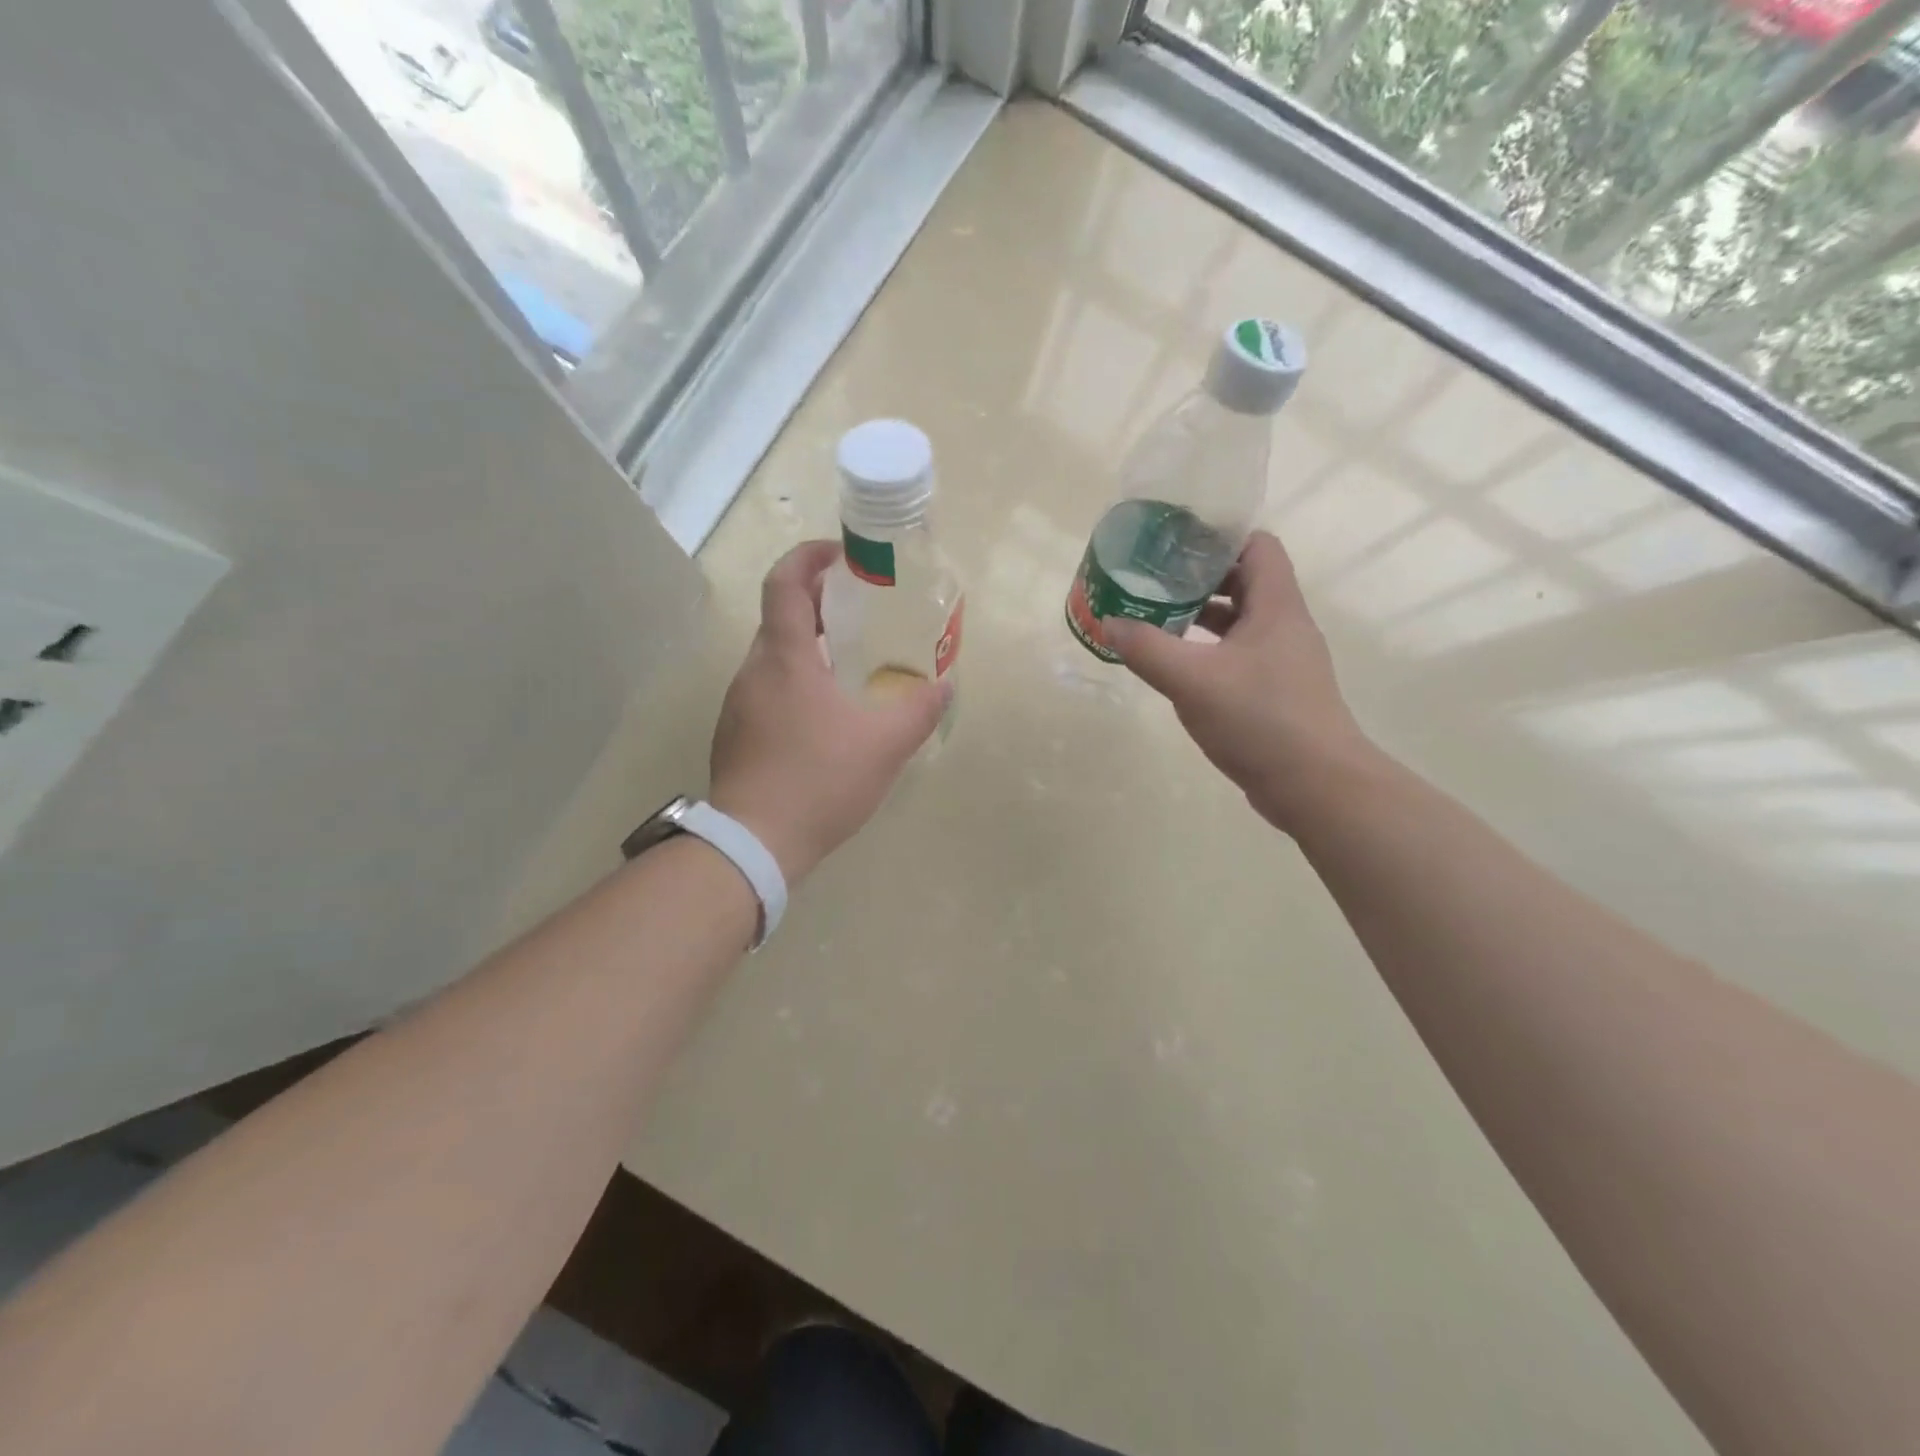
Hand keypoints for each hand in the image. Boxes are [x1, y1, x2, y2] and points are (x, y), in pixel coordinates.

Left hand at [709, 540, 949, 882]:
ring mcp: (738, 705)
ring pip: (774, 659)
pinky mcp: (735, 735)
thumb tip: (943, 685)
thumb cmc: (819, 780)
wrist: (754, 843)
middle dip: (818, 605)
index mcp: (785, 658)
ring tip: (850, 668)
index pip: (786, 582)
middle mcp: (753, 671)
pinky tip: (824, 719)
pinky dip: (796, 685)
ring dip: (809, 650)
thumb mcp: (885, 745)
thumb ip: (919, 710)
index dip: (809, 557)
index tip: (840, 555)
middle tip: (860, 613)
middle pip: (781, 618)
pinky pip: (767, 691)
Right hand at [1103, 530, 1375, 831]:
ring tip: (1157, 619)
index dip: (1218, 537)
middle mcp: (1285, 626)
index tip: (1174, 544)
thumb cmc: (1260, 720)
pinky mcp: (1276, 692)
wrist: (1316, 786)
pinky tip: (1178, 668)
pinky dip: (1208, 652)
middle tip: (1154, 581)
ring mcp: (1283, 661)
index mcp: (1277, 606)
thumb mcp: (1193, 680)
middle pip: (1245, 581)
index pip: (1256, 545)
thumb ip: (1147, 649)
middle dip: (1198, 578)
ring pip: (1240, 622)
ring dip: (1201, 617)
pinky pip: (1238, 656)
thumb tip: (1110, 622)